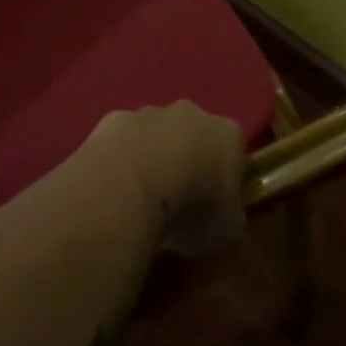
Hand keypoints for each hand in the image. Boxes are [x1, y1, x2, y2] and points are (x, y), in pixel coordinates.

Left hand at [85, 103, 246, 255]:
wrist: (129, 187)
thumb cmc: (190, 209)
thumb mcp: (227, 232)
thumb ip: (230, 221)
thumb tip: (225, 222)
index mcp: (227, 134)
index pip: (234, 151)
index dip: (226, 178)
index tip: (216, 205)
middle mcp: (190, 113)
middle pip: (193, 135)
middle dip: (187, 160)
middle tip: (178, 200)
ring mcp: (148, 112)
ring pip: (154, 134)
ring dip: (151, 157)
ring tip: (140, 197)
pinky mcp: (111, 119)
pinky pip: (121, 140)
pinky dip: (120, 159)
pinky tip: (114, 187)